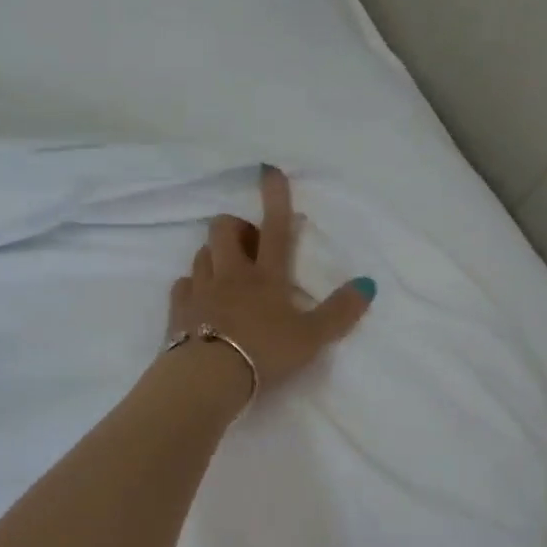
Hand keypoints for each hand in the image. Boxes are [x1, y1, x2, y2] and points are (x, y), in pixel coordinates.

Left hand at [166, 166, 375, 394]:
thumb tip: (368, 284)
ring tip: (225, 272)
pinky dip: (192, 285)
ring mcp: (201, 290)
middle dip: (235, 227)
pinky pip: (182, 285)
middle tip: (249, 245)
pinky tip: (199, 298)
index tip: (269, 170)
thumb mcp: (312, 337)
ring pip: (201, 254)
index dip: (275, 197)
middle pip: (224, 230)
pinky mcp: (178, 310)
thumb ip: (340, 312)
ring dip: (213, 255)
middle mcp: (230, 275)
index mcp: (266, 276)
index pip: (276, 228)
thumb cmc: (265, 353)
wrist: (209, 377)